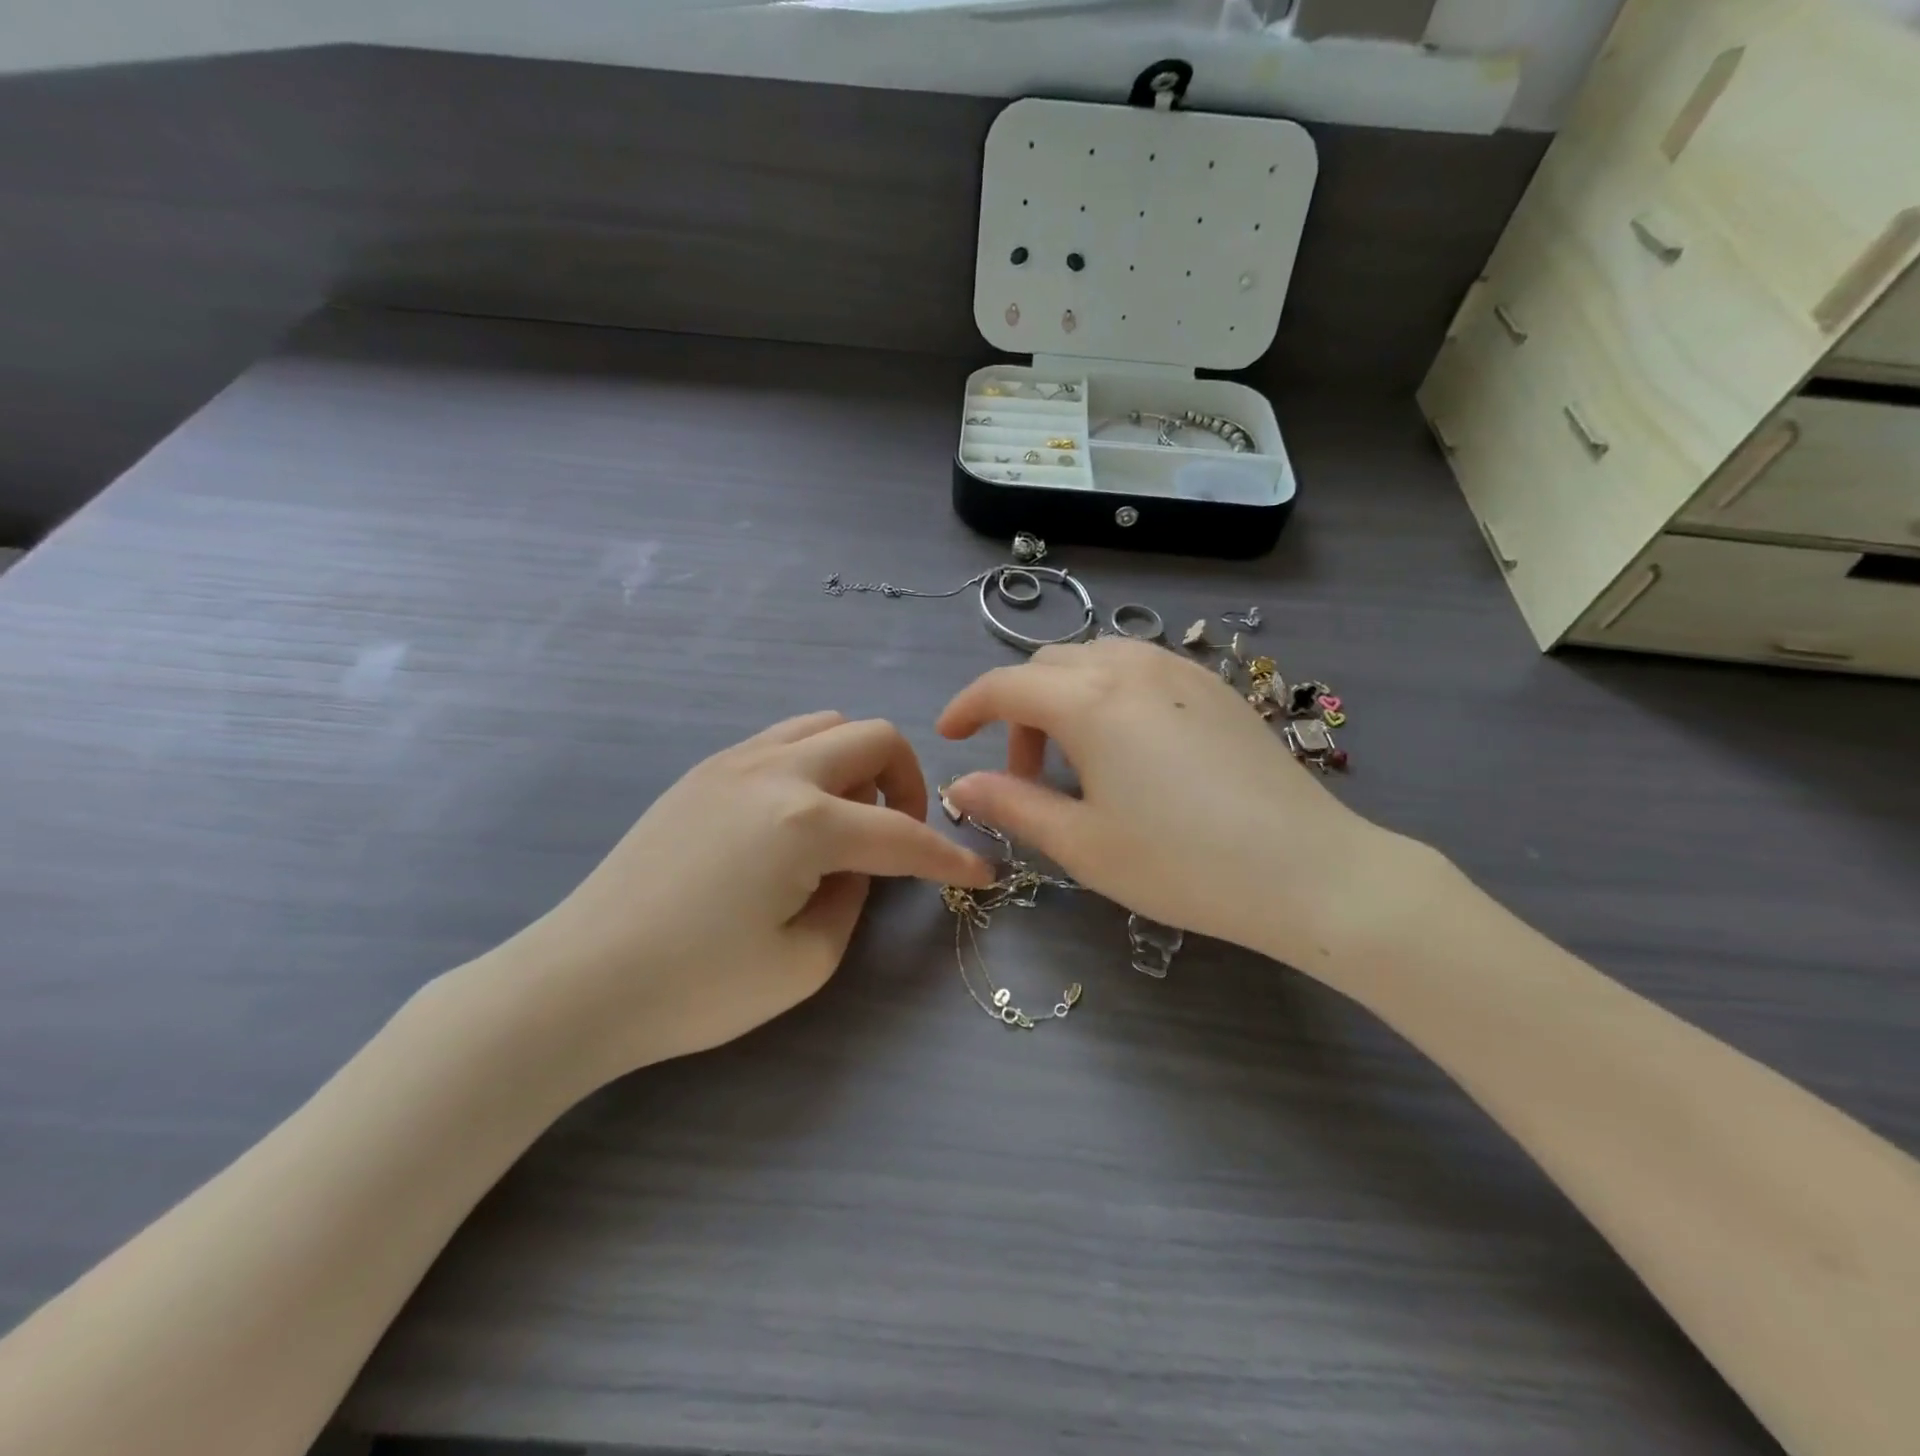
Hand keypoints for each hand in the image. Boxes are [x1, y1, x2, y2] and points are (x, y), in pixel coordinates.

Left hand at [491, 712, 993, 1081]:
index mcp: (806, 823)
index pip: (902, 834)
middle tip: (901, 834)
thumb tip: (855, 868)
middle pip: (873, 739)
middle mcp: (776, 772)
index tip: (981, 873)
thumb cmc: (695, 988)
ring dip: (858, 763)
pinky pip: (781, 740)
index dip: (950, 858)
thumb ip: (851, 900)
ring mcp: (734, 762)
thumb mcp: (803, 962)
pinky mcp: (703, 771)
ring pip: (826, 725)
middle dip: (908, 782)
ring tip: (849, 819)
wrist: (578, 980)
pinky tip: (798, 815)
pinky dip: (814, 762)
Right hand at [936, 639, 1397, 970]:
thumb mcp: (1082, 843)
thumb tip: (962, 783)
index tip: (947, 734)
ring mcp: (1179, 669)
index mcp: (1090, 701)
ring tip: (1076, 760)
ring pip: (1095, 660)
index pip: (1005, 685)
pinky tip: (1127, 747)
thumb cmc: (1182, 863)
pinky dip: (1108, 693)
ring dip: (1064, 699)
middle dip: (1019, 711)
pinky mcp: (1214, 686)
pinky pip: (1139, 668)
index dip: (966, 706)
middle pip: (1047, 667)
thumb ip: (1012, 805)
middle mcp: (1131, 666)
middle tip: (1024, 773)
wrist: (1307, 870)